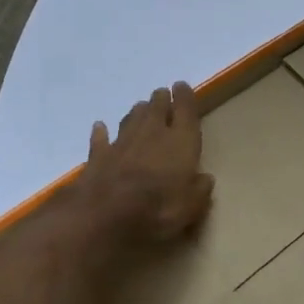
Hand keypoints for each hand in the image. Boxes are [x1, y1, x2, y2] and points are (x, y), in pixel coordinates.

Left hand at [78, 83, 214, 246]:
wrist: (104, 217)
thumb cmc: (157, 210)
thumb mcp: (191, 208)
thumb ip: (200, 190)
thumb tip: (205, 179)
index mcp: (180, 142)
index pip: (186, 111)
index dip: (185, 97)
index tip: (182, 86)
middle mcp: (152, 133)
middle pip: (157, 108)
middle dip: (161, 100)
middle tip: (162, 95)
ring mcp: (122, 143)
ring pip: (131, 118)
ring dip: (138, 112)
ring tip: (141, 108)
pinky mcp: (98, 156)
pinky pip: (101, 138)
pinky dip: (102, 132)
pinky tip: (100, 127)